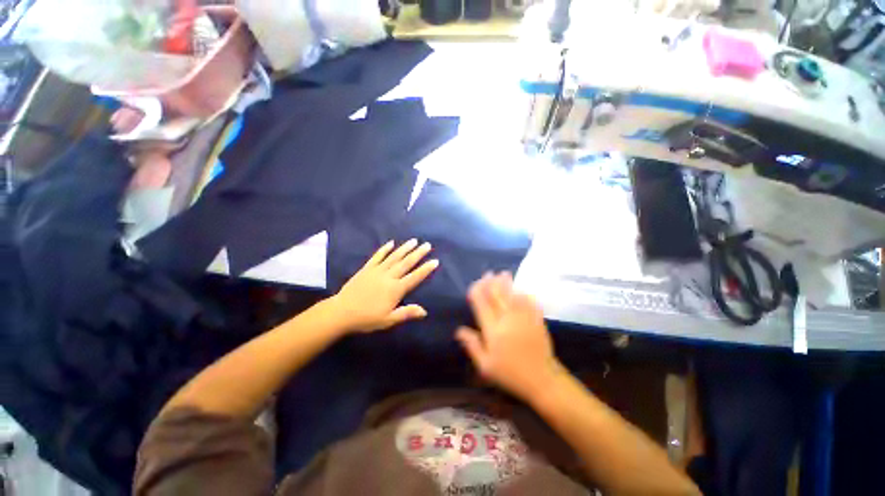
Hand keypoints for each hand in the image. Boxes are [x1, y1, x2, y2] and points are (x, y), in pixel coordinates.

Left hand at [331, 240, 438, 333]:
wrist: (341, 312)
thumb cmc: (366, 318)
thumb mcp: (388, 320)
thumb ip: (406, 313)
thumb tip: (424, 311)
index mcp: (395, 289)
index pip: (415, 277)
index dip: (425, 269)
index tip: (435, 261)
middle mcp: (389, 277)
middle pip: (406, 263)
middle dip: (418, 254)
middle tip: (427, 245)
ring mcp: (377, 271)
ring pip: (394, 257)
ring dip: (405, 248)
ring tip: (414, 240)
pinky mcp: (367, 269)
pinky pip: (377, 256)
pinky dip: (384, 249)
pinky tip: (391, 243)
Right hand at [456, 273, 564, 401]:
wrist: (542, 379)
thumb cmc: (510, 374)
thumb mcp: (486, 366)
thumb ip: (472, 345)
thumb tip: (459, 330)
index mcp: (493, 330)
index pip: (482, 305)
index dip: (477, 292)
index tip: (474, 284)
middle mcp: (507, 320)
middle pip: (497, 296)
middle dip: (491, 283)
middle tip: (488, 273)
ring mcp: (523, 318)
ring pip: (513, 295)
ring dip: (507, 284)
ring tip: (503, 274)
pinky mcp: (536, 320)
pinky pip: (529, 302)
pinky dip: (523, 294)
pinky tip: (521, 289)